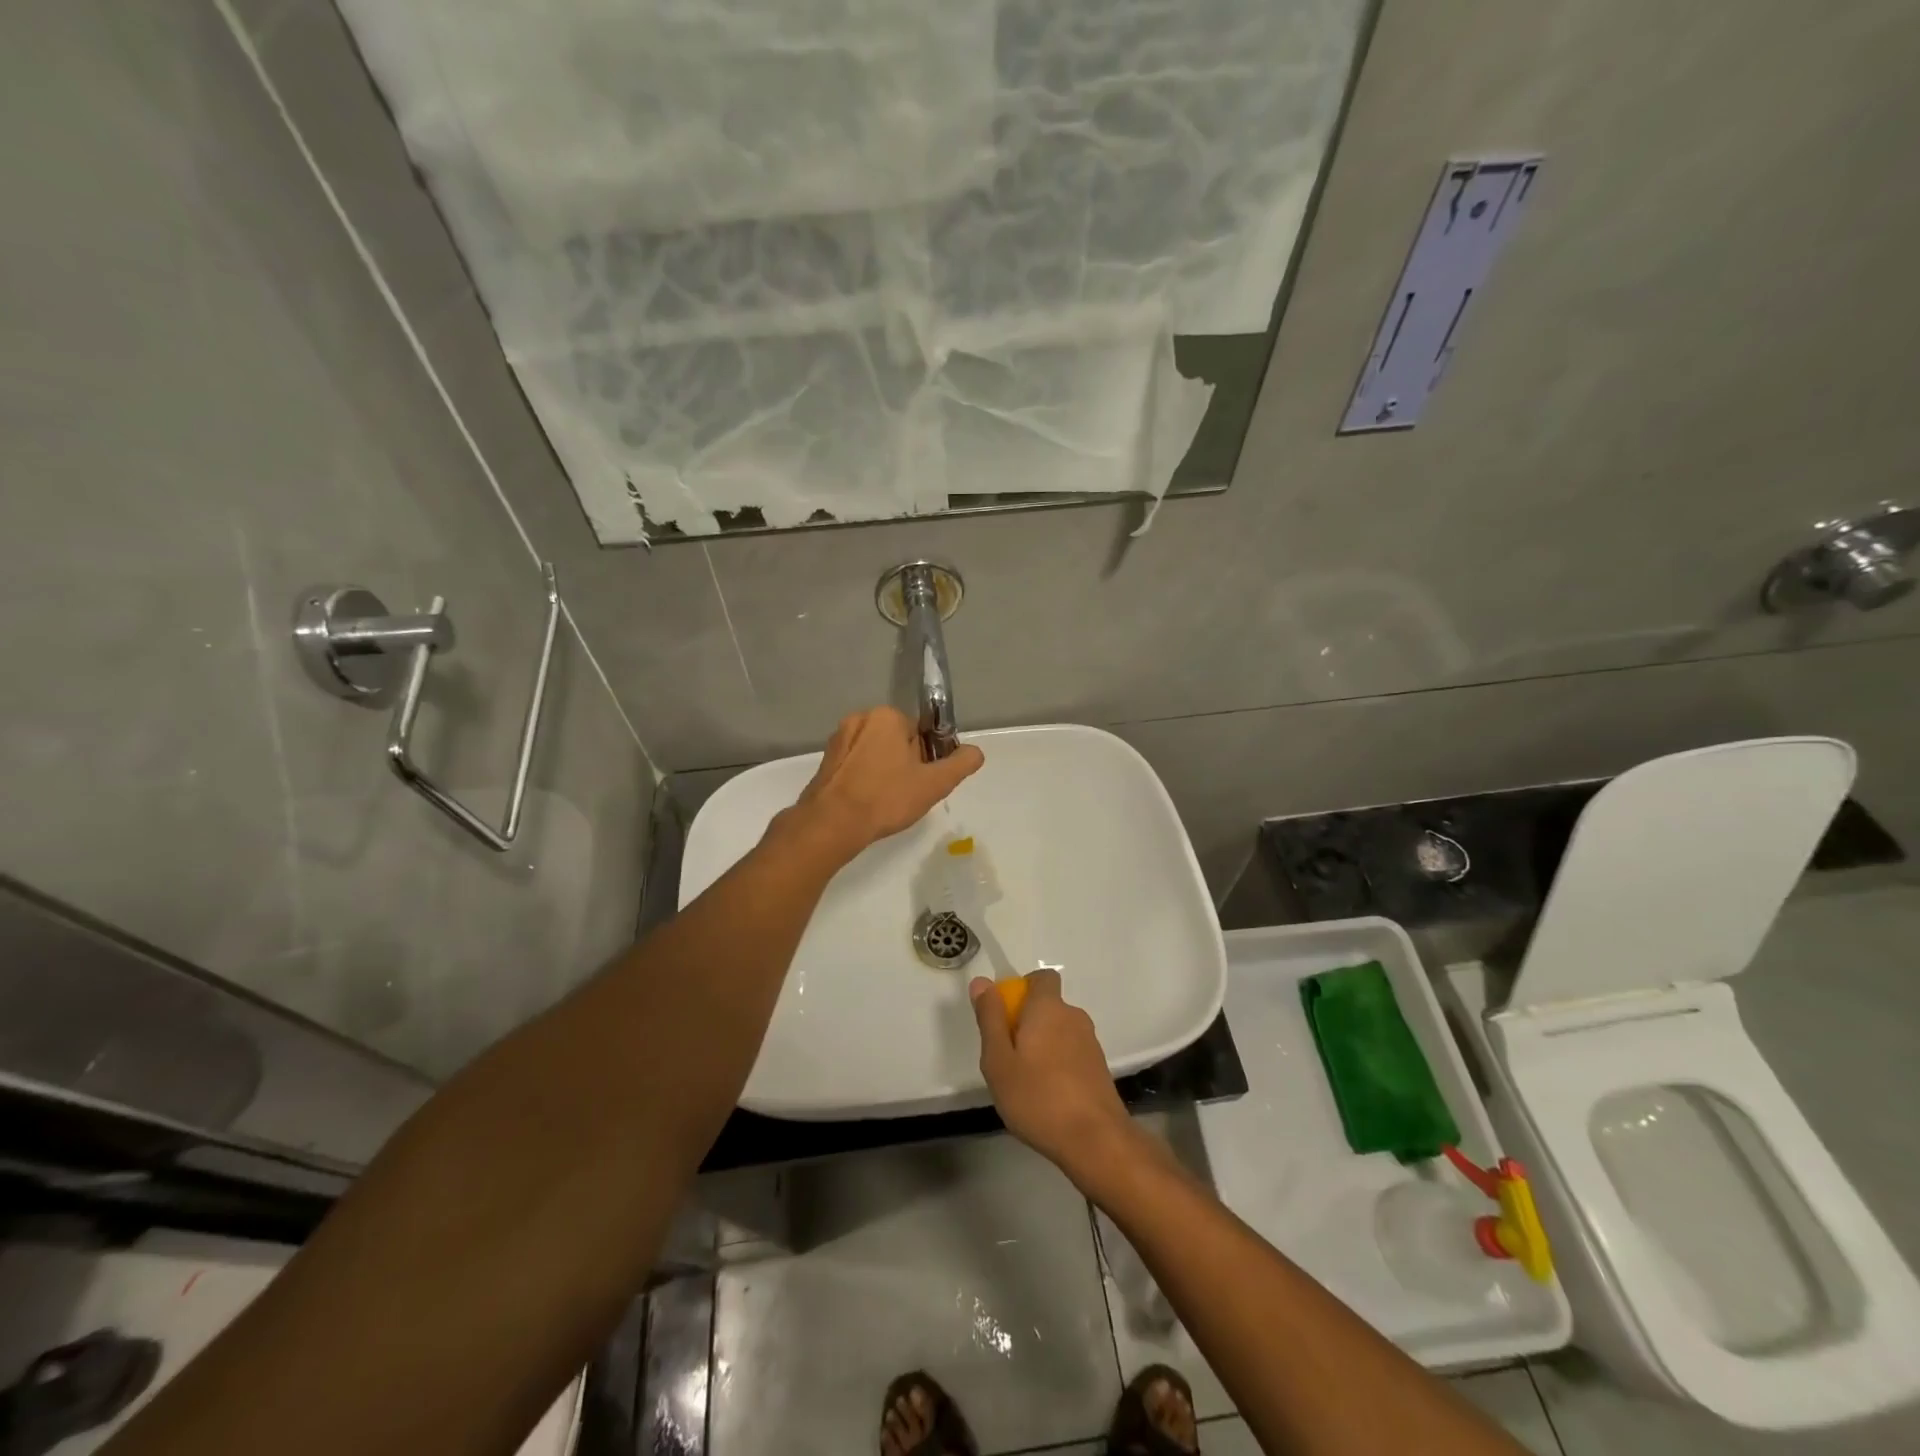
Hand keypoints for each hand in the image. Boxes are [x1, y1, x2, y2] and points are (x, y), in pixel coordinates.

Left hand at [785, 706, 983, 859]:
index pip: (920, 733)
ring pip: (876, 753)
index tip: (924, 781)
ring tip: (886, 801)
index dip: (927, 758)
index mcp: (887, 716)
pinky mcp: (825, 760)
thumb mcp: (934, 783)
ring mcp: (839, 739)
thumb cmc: (886, 798)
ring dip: (885, 772)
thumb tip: (976, 751)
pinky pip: (856, 765)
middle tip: (906, 794)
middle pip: (897, 740)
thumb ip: (960, 764)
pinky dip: (865, 779)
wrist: (832, 824)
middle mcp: (860, 718)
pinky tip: (867, 802)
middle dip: (905, 764)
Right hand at [970, 970, 1136, 1181]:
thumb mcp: (998, 1060)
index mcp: (1048, 1008)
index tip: (1005, 1016)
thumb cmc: (1038, 1097)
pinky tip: (1047, 1096)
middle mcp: (1073, 1016)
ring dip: (1042, 1045)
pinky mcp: (1099, 1068)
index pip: (1041, 977)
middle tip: (1007, 1057)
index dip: (1022, 988)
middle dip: (1027, 1022)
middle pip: (1047, 1006)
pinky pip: (1071, 1053)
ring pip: (1059, 1031)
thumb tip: (982, 982)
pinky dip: (1058, 1064)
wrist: (1095, 1140)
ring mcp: (1090, 1042)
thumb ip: (990, 1018)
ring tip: (1025, 1081)